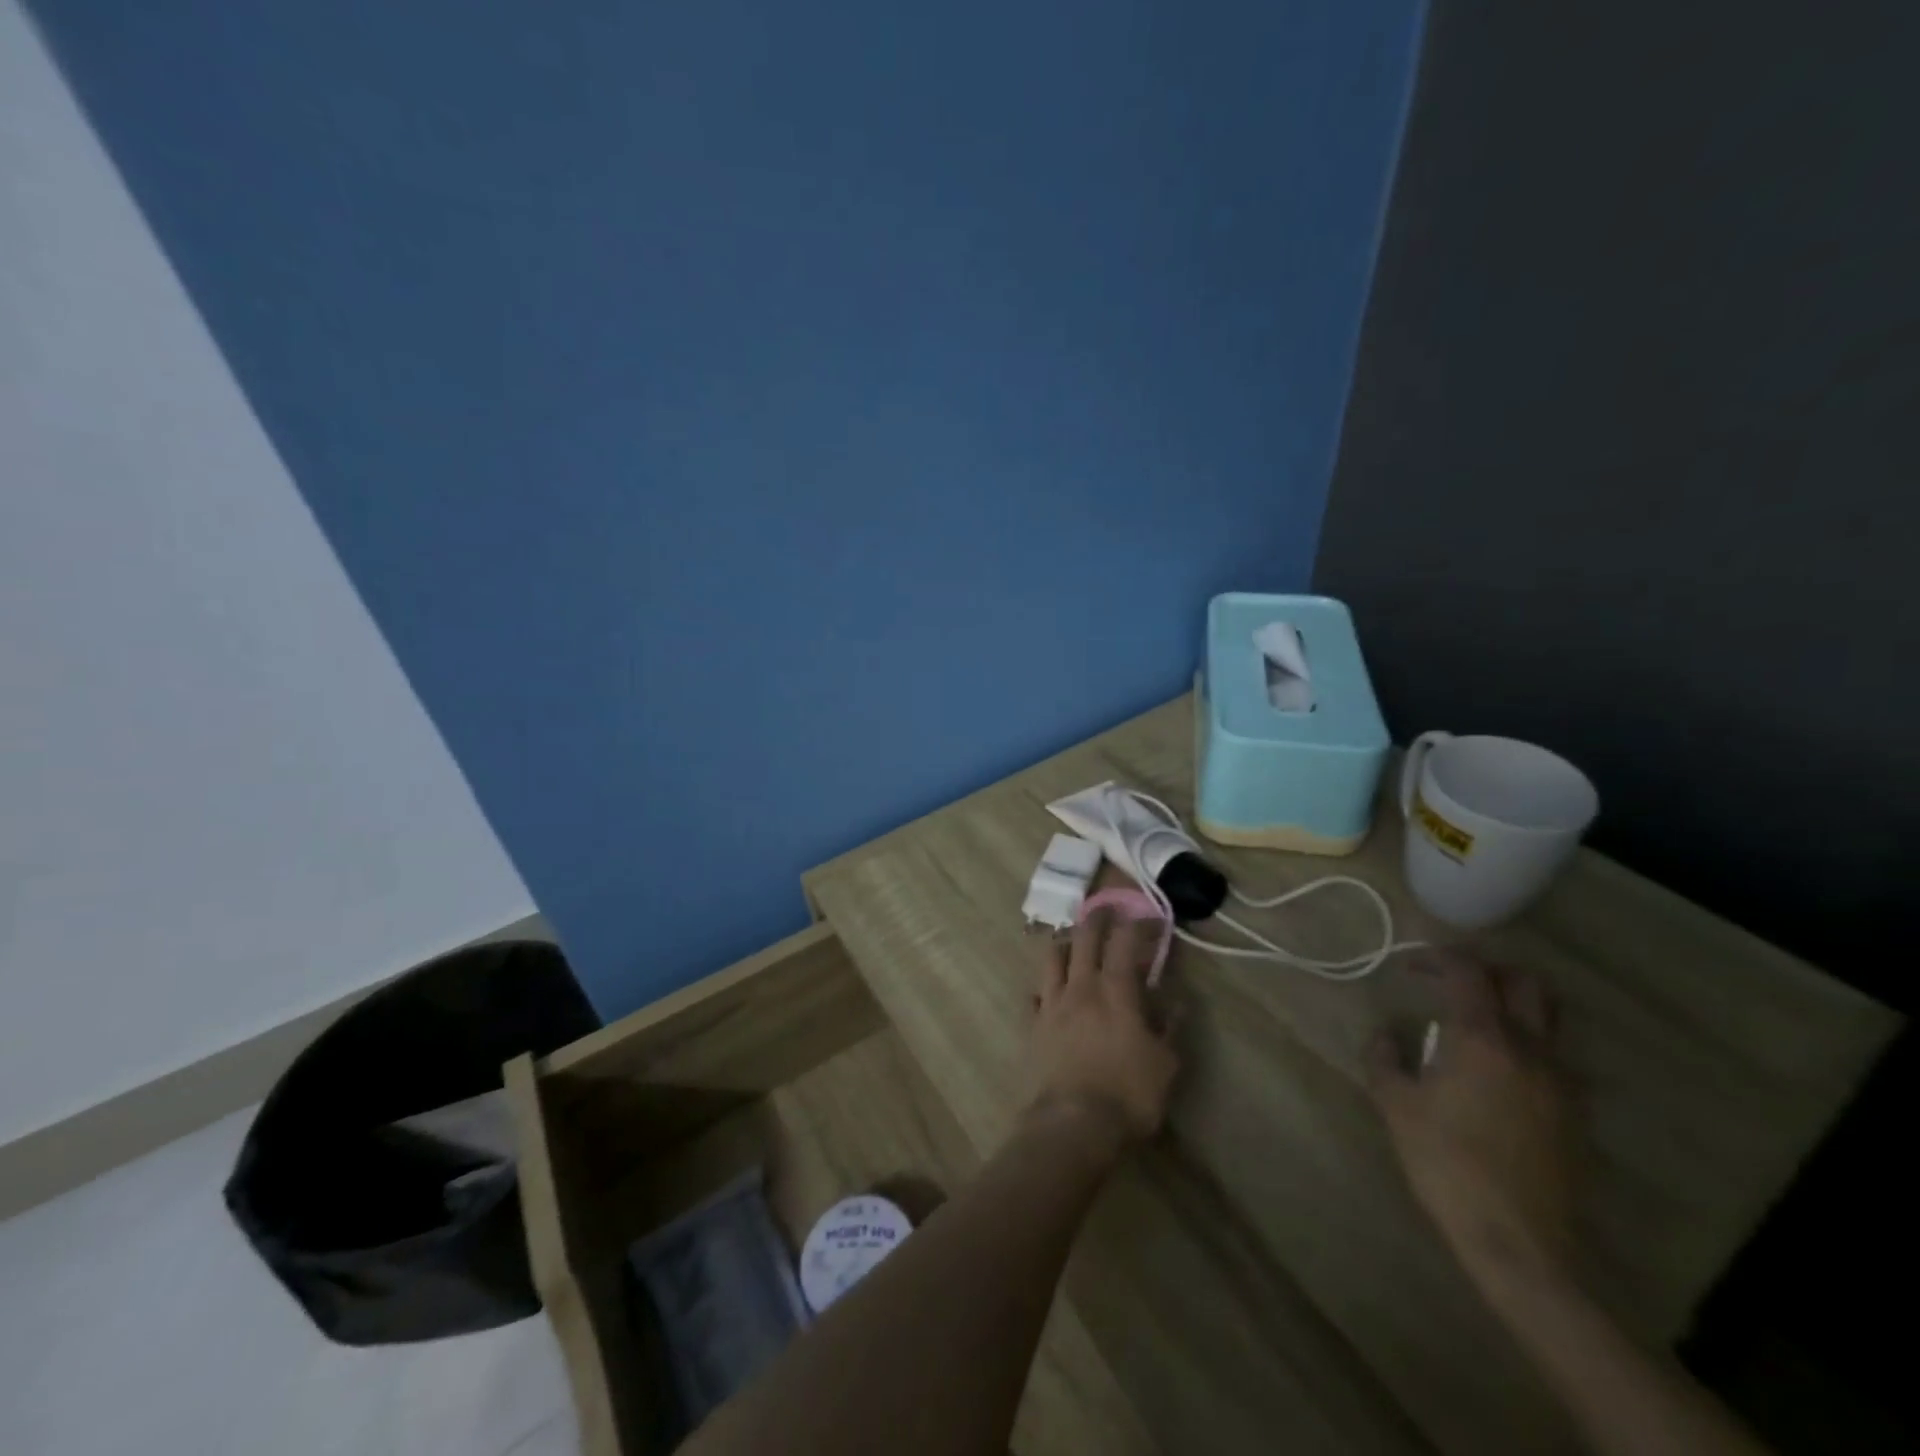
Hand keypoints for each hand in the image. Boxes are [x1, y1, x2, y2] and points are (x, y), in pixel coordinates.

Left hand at [1031, 910, 1180, 1145]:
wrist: (1072, 1124)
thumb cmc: (1128, 1094)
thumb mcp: (1165, 1064)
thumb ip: (1168, 1027)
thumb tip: (1175, 1001)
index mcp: (1115, 990)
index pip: (1124, 942)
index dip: (1137, 924)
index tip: (1148, 918)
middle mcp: (1080, 986)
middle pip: (1083, 938)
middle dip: (1096, 918)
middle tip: (1106, 909)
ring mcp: (1051, 1003)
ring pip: (1051, 957)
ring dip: (1064, 943)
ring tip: (1072, 942)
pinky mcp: (1033, 1025)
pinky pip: (1036, 993)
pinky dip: (1045, 986)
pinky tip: (1050, 991)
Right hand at [1366, 950, 1575, 1285]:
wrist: (1519, 1242)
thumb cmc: (1447, 1164)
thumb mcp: (1396, 1106)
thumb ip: (1384, 1058)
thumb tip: (1386, 1035)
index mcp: (1482, 1038)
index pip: (1468, 971)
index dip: (1437, 957)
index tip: (1410, 967)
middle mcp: (1530, 1048)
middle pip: (1525, 982)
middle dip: (1487, 971)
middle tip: (1453, 984)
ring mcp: (1562, 1081)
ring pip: (1550, 1018)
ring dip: (1514, 1005)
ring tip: (1477, 1024)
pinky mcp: (1577, 1112)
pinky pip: (1556, 1056)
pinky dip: (1528, 1044)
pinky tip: (1498, 1072)